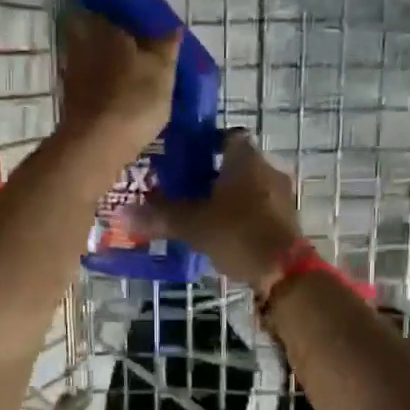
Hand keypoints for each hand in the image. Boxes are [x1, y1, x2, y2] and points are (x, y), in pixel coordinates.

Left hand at [57, 8, 178, 160]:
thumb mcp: (162, 70)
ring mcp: (72, 72)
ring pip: (92, 56)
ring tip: (134, 70)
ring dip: (109, 60)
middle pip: (96, 30)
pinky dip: (103, 82)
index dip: (123, 9)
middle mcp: (81, 42)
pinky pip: (90, 80)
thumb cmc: (133, 99)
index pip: (108, 4)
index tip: (139, 18)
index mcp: (103, 26)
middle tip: (139, 45)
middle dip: (114, 35)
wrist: (96, 145)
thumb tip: (171, 27)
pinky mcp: (70, 98)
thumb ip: (166, 45)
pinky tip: (120, 92)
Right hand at [126, 131, 301, 294]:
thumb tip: (122, 214)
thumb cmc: (237, 233)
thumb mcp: (192, 224)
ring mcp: (282, 197)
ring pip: (250, 188)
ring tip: (201, 215)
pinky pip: (259, 211)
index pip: (228, 136)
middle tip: (185, 190)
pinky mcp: (287, 222)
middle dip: (213, 175)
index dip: (207, 144)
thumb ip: (159, 217)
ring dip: (229, 198)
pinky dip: (242, 218)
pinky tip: (223, 235)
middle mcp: (268, 170)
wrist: (284, 272)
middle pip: (238, 164)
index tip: (187, 158)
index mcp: (246, 159)